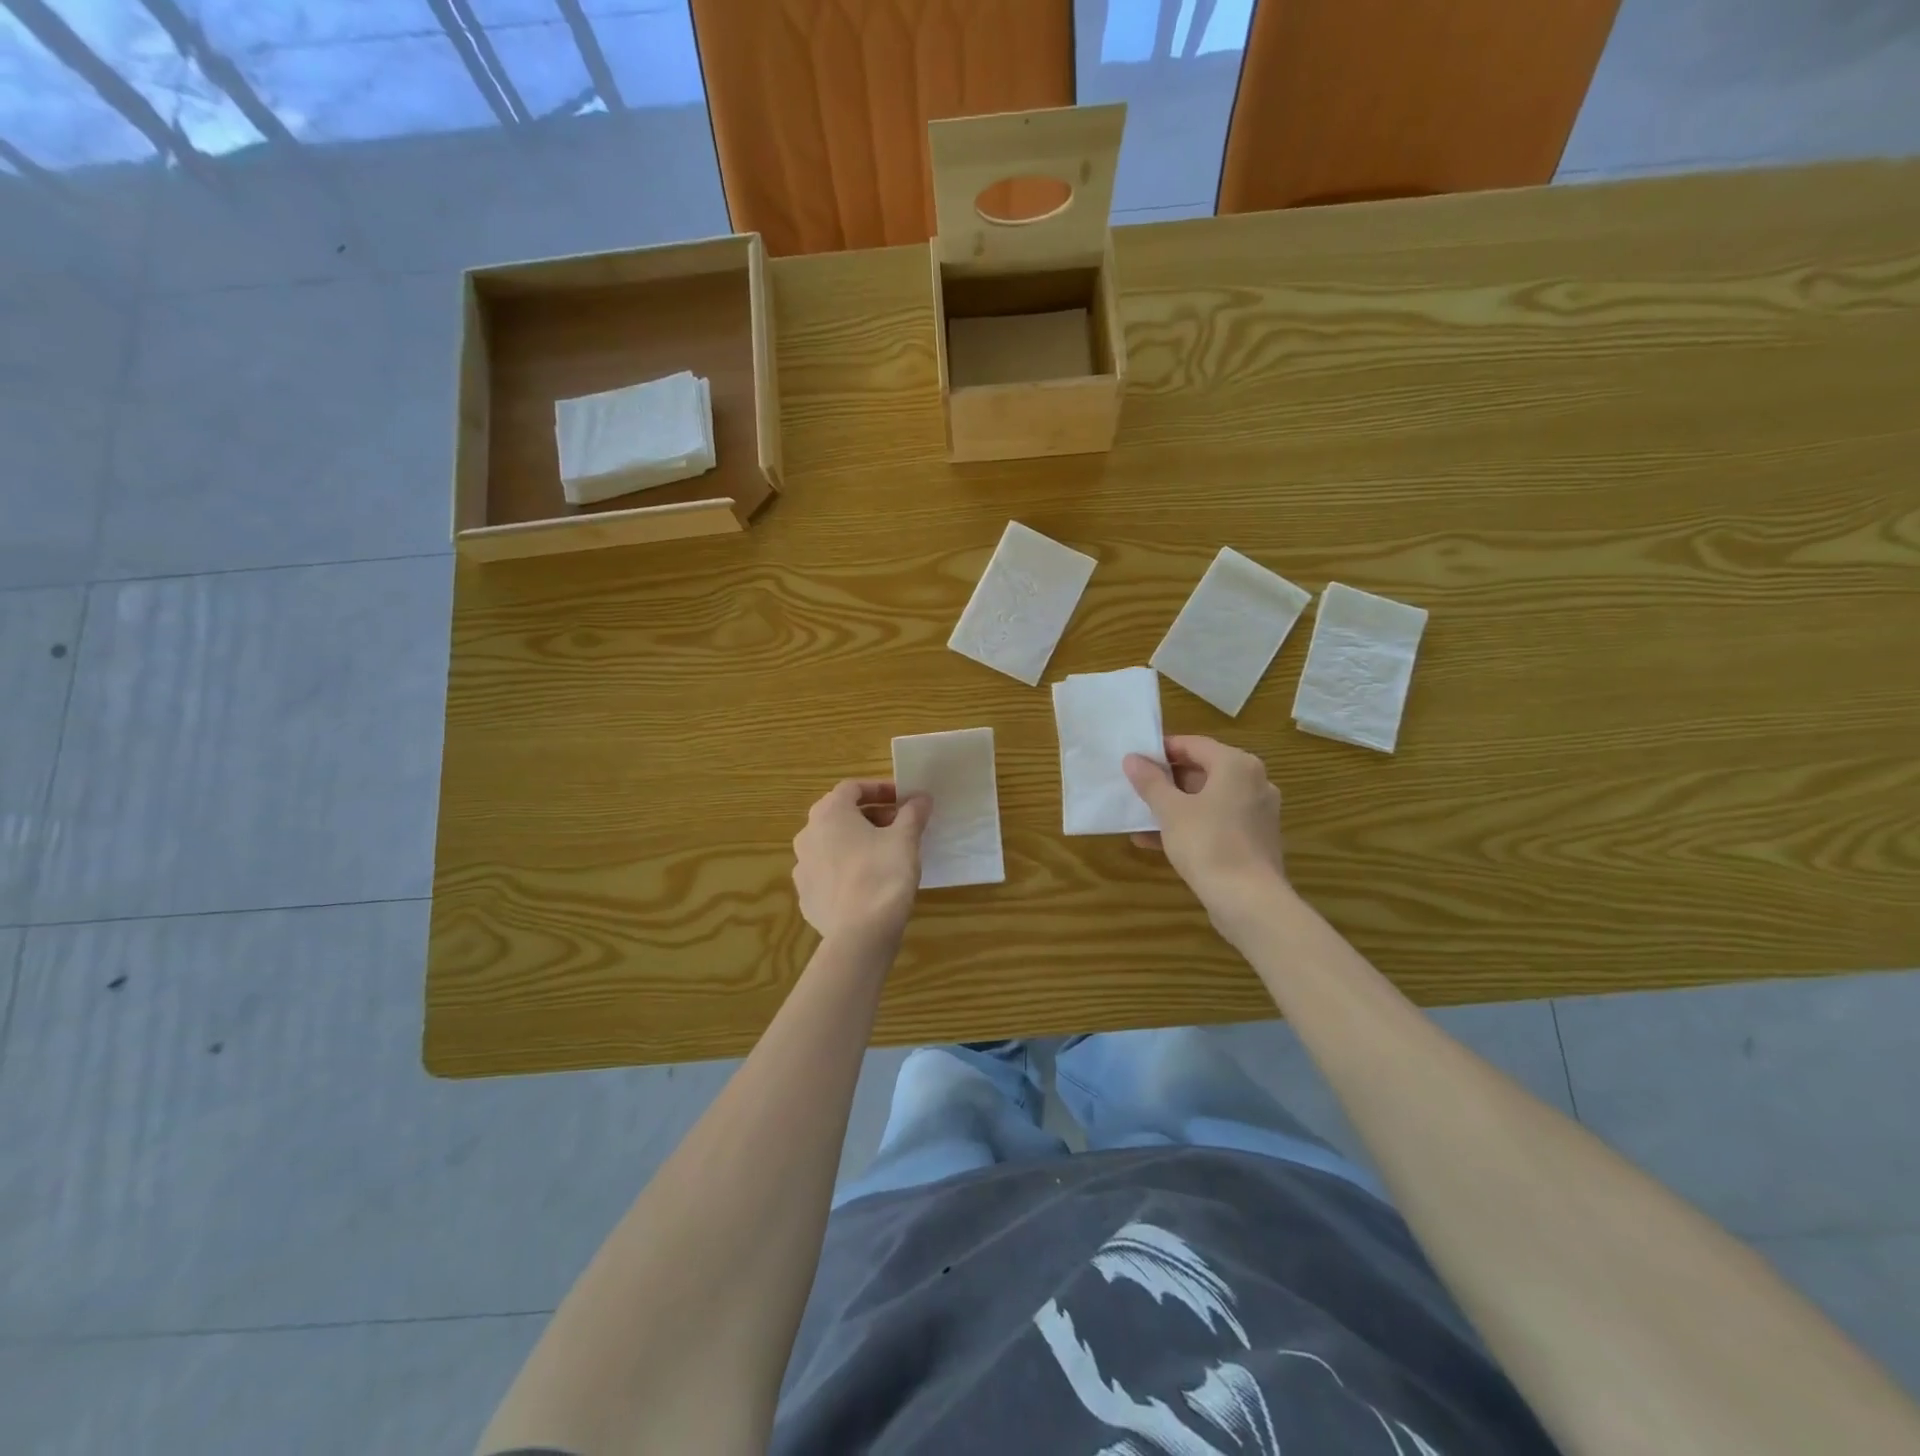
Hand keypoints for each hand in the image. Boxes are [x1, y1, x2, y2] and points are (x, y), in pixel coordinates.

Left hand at [792, 779, 931, 944]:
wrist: (860, 934)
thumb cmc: (883, 874)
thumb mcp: (905, 839)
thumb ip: (913, 813)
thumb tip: (921, 798)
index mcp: (829, 813)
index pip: (852, 788)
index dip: (880, 789)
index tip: (903, 800)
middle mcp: (808, 834)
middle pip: (840, 815)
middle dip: (871, 816)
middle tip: (898, 827)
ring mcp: (802, 867)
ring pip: (832, 845)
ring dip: (856, 842)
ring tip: (884, 855)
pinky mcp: (806, 896)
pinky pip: (827, 873)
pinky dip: (846, 870)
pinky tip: (867, 884)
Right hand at [1123, 736, 1290, 941]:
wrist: (1249, 901)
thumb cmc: (1208, 844)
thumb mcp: (1170, 810)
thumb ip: (1150, 781)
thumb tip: (1132, 759)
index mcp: (1237, 765)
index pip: (1194, 744)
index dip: (1161, 750)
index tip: (1135, 761)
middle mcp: (1254, 782)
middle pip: (1203, 771)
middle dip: (1166, 781)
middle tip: (1135, 788)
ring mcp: (1256, 813)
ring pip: (1207, 800)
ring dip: (1174, 806)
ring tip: (1139, 816)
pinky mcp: (1254, 840)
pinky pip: (1216, 822)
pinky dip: (1189, 826)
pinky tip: (1155, 842)